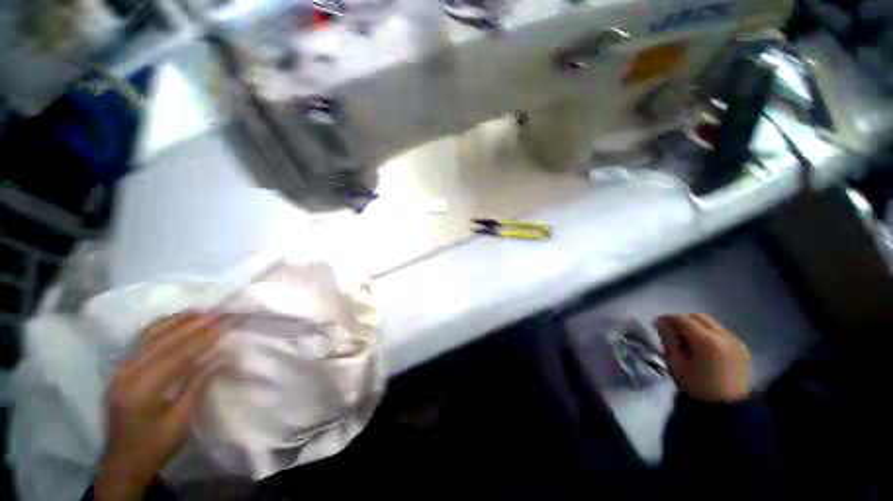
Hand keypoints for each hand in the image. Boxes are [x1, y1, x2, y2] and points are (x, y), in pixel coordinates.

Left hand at [96, 313, 222, 500]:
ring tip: (198, 311)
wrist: (123, 462)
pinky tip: (173, 322)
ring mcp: (119, 371)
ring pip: (148, 337)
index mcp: (142, 390)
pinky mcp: (119, 371)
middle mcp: (127, 375)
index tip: (222, 325)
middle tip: (216, 311)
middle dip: (191, 325)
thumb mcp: (181, 420)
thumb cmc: (156, 445)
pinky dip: (159, 329)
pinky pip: (140, 343)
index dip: (201, 340)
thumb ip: (197, 385)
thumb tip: (218, 356)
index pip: (176, 357)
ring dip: (175, 322)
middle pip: (162, 342)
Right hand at [655, 313, 750, 402]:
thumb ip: (668, 341)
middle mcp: (724, 336)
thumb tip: (662, 324)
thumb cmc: (697, 387)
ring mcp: (736, 341)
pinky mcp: (743, 348)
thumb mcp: (675, 364)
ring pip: (712, 323)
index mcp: (706, 341)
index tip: (657, 323)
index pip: (683, 319)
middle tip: (672, 330)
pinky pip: (722, 333)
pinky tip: (704, 347)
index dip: (668, 318)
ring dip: (697, 326)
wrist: (727, 409)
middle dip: (683, 320)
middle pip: (699, 317)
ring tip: (688, 338)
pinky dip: (710, 334)